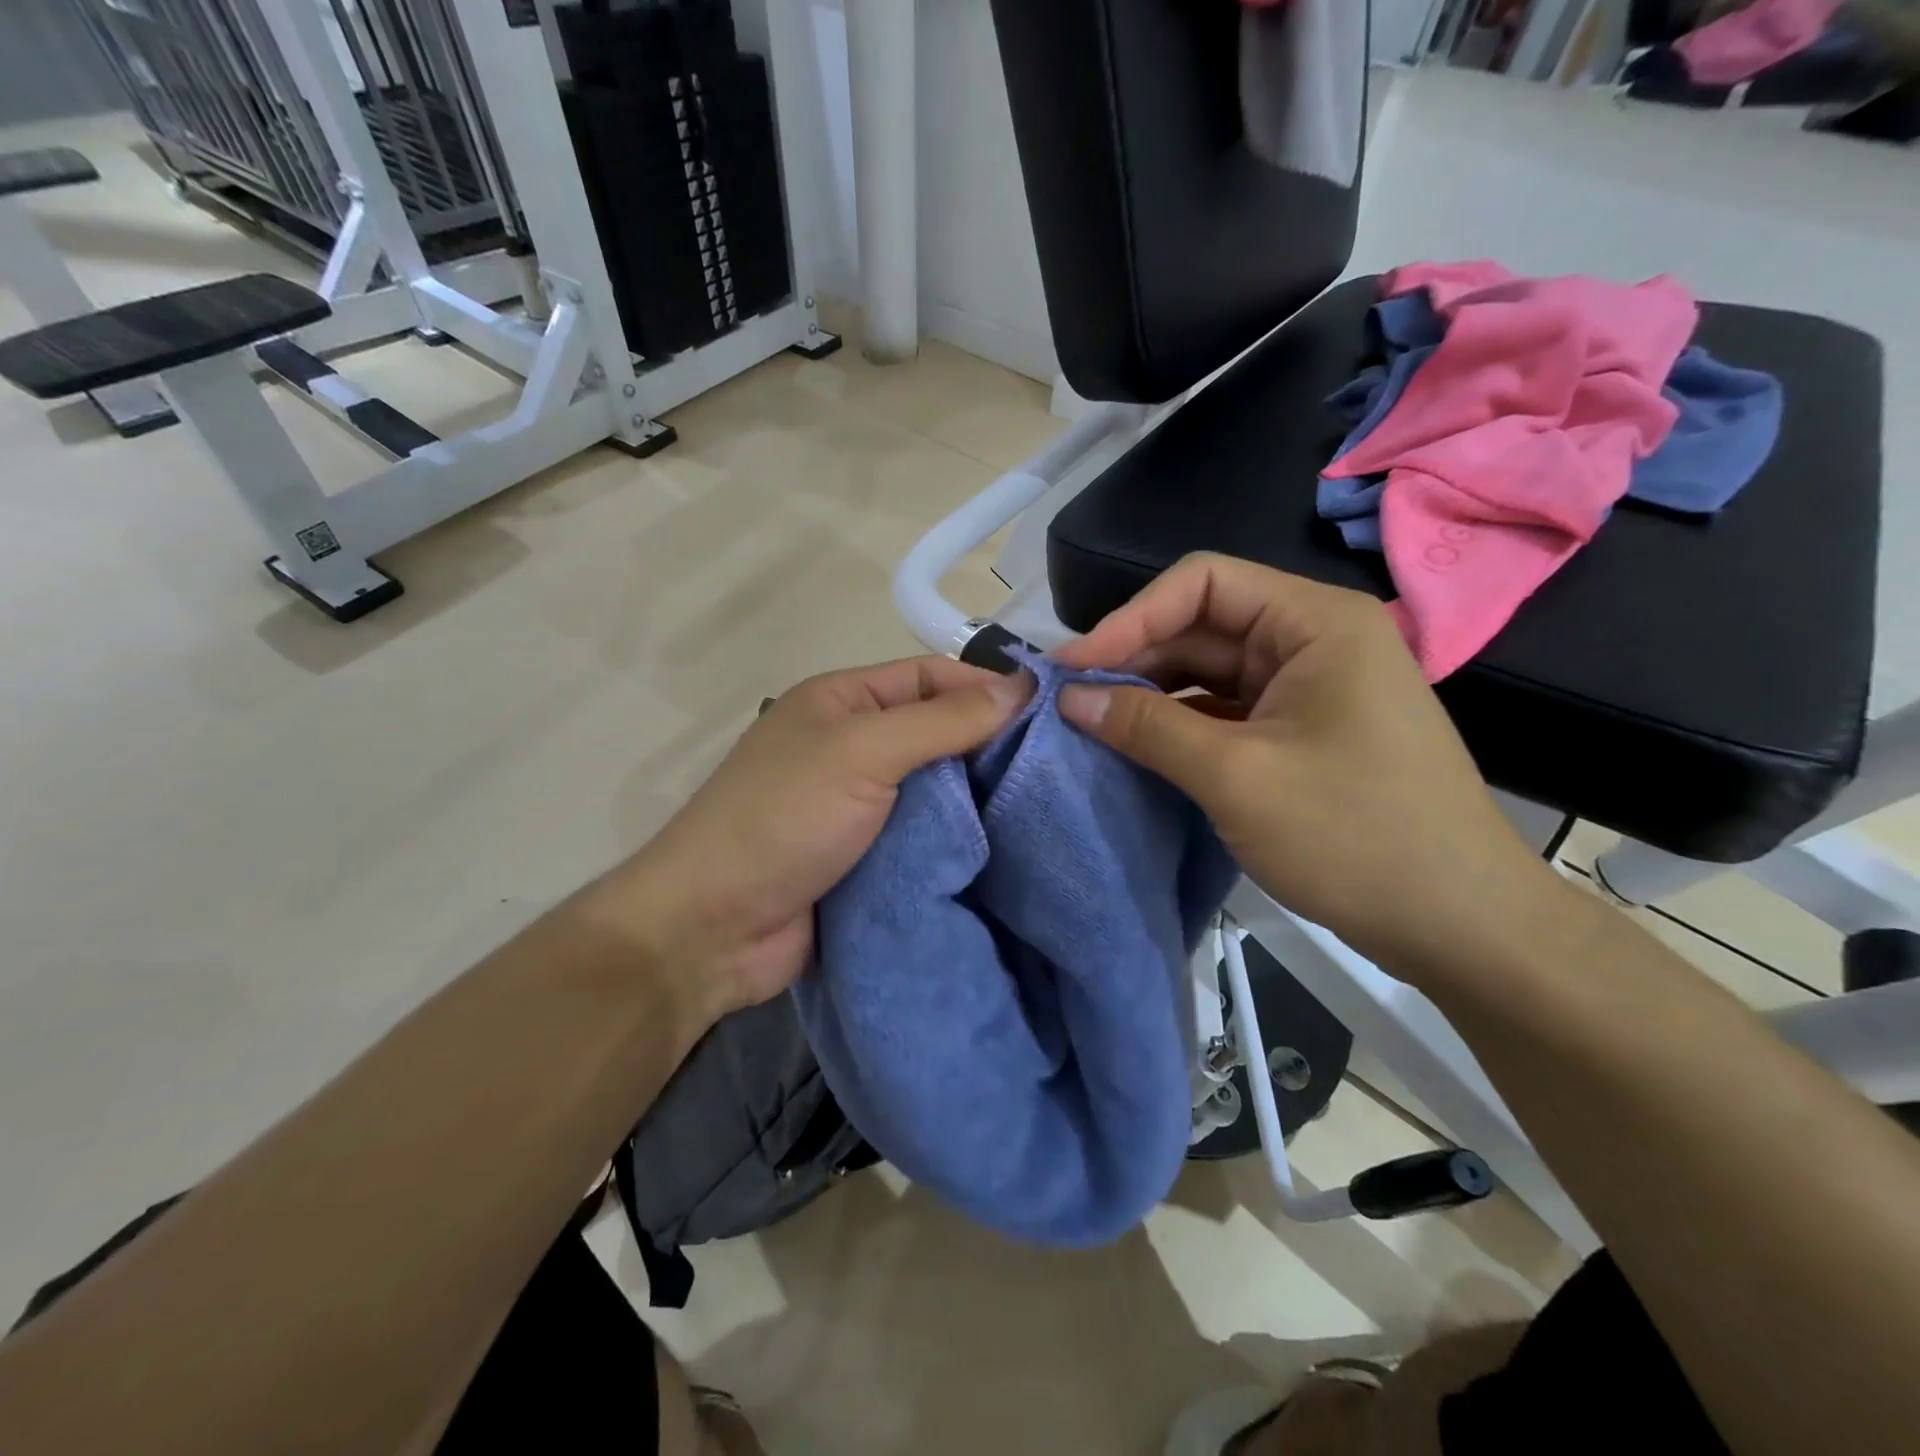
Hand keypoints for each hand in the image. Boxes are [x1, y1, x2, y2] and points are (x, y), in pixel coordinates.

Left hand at [594, 657, 1029, 1021]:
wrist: (712, 929)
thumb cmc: (784, 819)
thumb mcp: (862, 752)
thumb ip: (941, 721)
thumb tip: (1021, 688)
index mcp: (843, 701)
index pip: (930, 677)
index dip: (987, 687)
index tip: (1053, 710)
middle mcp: (853, 745)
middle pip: (938, 732)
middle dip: (991, 744)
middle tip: (1062, 765)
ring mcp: (860, 805)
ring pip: (937, 789)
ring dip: (980, 798)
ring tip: (1049, 806)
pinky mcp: (869, 858)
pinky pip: (926, 837)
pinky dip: (961, 840)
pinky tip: (1010, 847)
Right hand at [1051, 555, 1566, 974]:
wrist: (1458, 925)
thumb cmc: (1355, 835)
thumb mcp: (1236, 777)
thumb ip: (1147, 728)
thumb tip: (1070, 698)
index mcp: (1314, 622)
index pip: (1202, 583)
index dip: (1130, 618)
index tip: (1073, 668)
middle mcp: (1312, 640)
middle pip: (1202, 625)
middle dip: (1134, 658)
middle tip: (1069, 700)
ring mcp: (1308, 688)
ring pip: (1209, 671)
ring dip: (1151, 694)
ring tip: (1090, 724)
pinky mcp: (1301, 732)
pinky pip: (1225, 711)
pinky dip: (1179, 725)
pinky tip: (1137, 746)